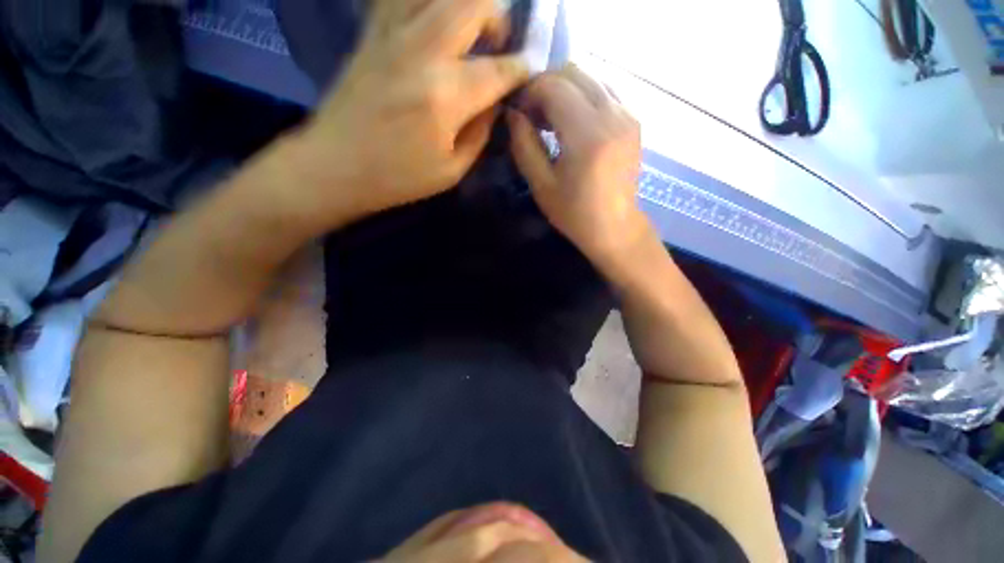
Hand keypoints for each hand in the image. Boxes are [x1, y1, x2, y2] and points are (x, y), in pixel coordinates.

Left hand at [288, 0, 528, 230]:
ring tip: (469, 30)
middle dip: (498, 18)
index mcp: (446, 96)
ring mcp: (392, 35)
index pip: (498, 71)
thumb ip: (480, 133)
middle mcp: (423, 52)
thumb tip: (494, 104)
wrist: (335, 165)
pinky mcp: (371, 33)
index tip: (526, 73)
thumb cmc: (398, 177)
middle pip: (473, 3)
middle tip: (498, 44)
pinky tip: (433, 22)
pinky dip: (426, 1)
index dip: (519, 70)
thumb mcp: (452, 171)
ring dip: (464, 4)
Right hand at [507, 65, 646, 264]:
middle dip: (546, 85)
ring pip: (590, 78)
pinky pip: (604, 92)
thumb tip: (513, 113)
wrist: (615, 228)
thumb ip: (524, 145)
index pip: (554, 86)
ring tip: (551, 120)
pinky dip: (582, 98)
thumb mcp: (541, 185)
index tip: (518, 111)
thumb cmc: (575, 214)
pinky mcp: (634, 121)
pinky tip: (573, 123)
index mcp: (587, 136)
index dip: (530, 91)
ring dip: (564, 90)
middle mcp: (613, 116)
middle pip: (574, 72)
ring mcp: (628, 115)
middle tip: (532, 114)